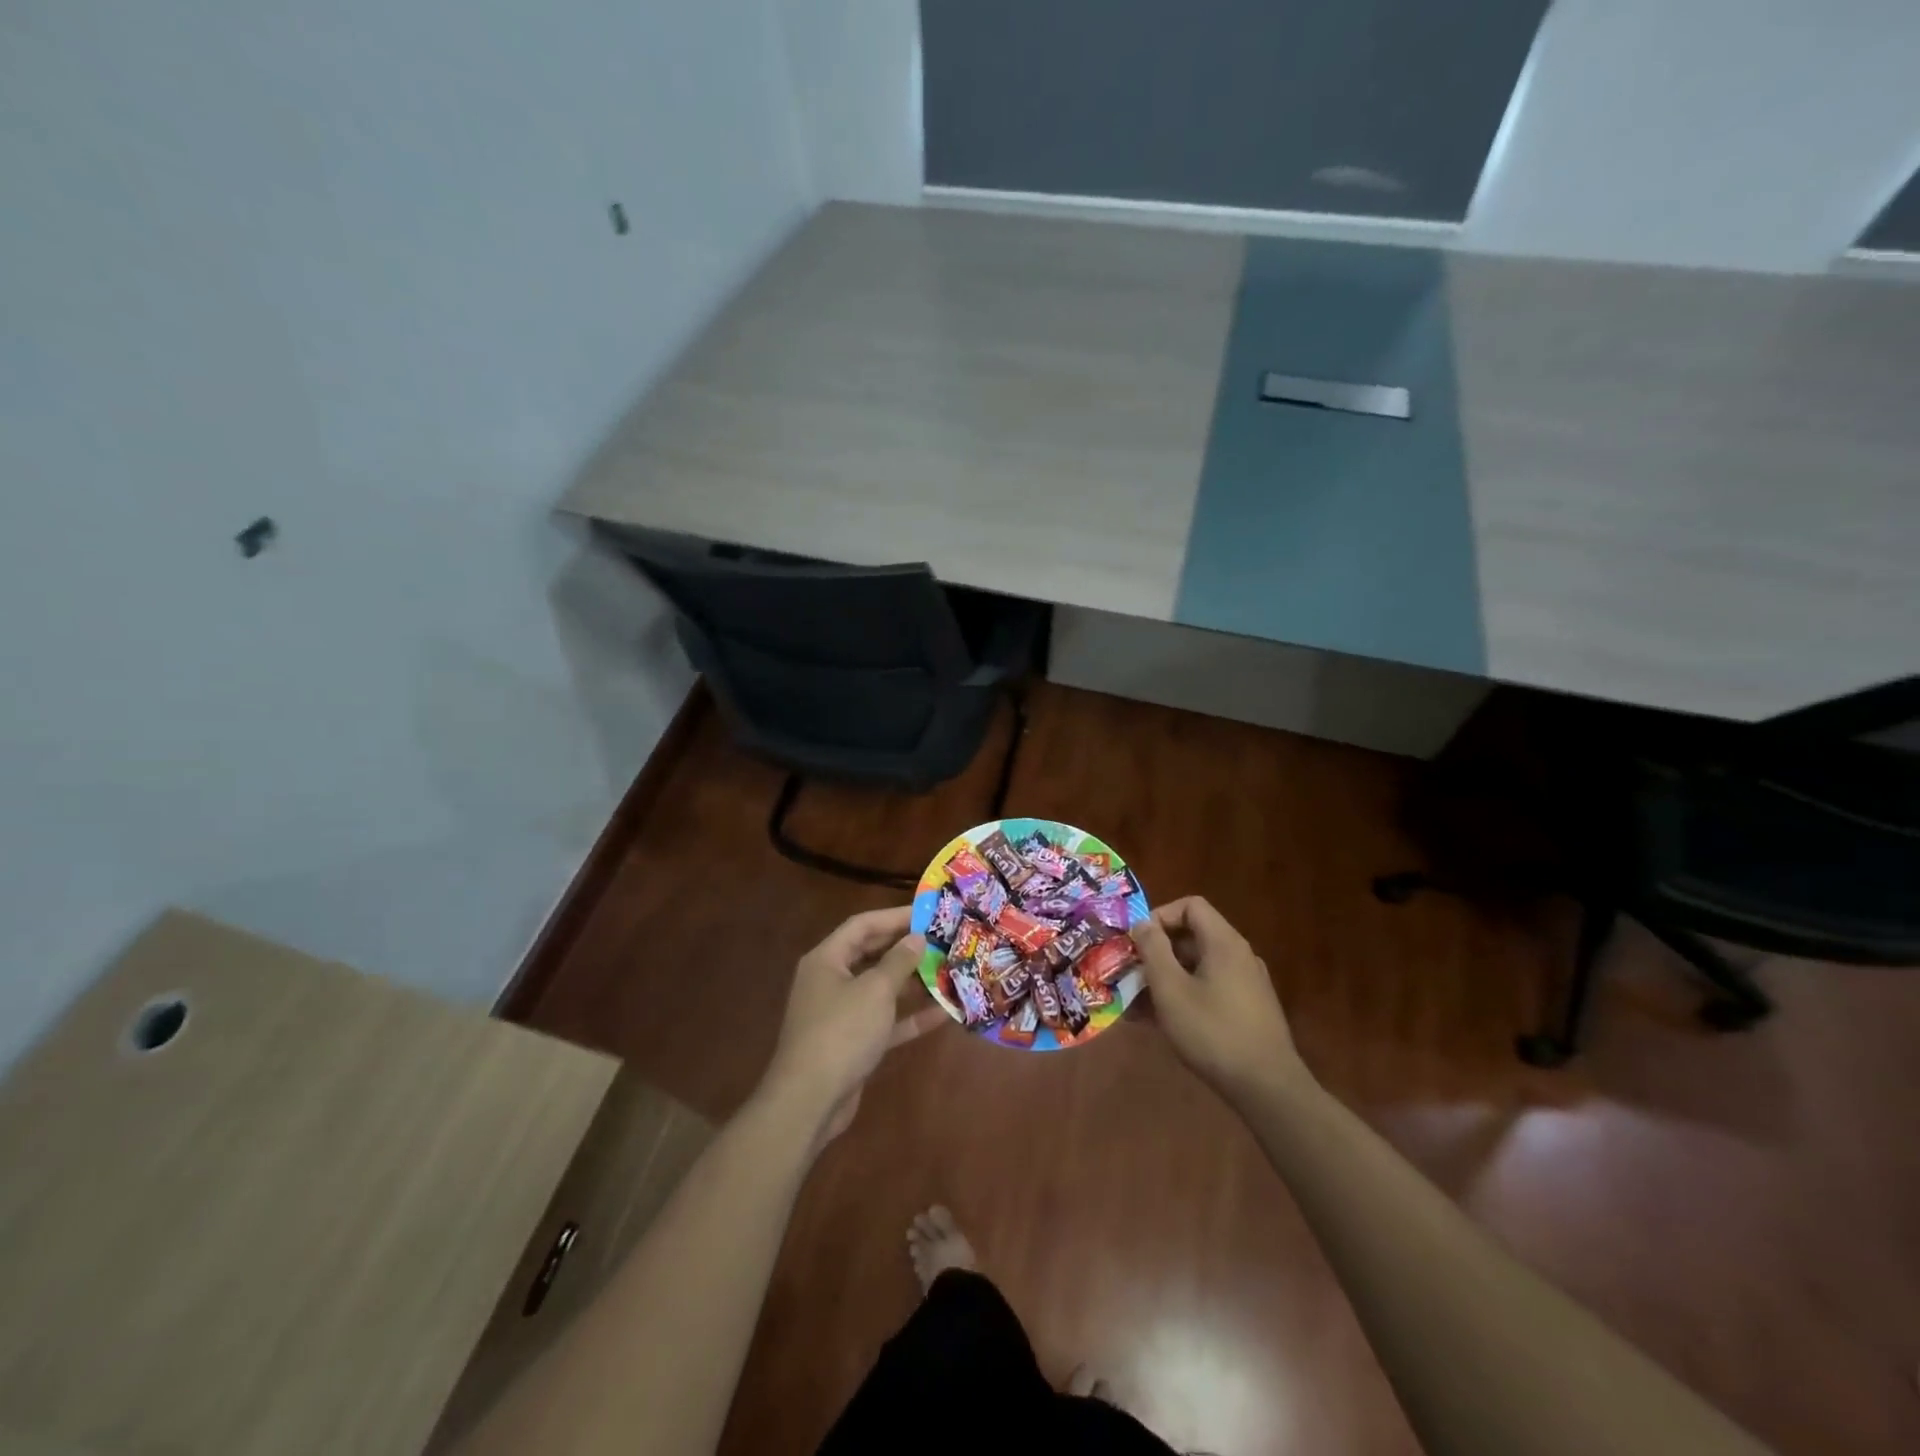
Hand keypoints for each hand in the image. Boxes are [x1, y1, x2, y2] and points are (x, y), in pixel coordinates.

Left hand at [759, 907, 948, 1147]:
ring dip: (913, 983)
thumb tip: (916, 938)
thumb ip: (899, 961)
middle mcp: (831, 981)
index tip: (928, 912)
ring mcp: (841, 1013)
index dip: (895, 916)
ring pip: (881, 989)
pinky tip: (944, 1013)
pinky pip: (885, 1021)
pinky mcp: (853, 1042)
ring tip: (950, 971)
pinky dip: (910, 1017)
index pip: (863, 925)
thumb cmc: (842, 1032)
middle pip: (872, 954)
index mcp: (827, 959)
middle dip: (907, 949)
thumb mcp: (875, 990)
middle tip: (943, 940)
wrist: (810, 1101)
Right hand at [1131, 897, 1308, 1105]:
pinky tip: (1159, 1023)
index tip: (1138, 942)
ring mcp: (1246, 984)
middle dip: (1156, 953)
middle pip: (1191, 937)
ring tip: (1135, 1005)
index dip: (1160, 916)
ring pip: (1196, 968)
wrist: (1267, 1088)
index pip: (1190, 906)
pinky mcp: (1247, 1010)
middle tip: (1129, 975)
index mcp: (1224, 943)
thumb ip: (1153, 950)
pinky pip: (1208, 989)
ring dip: (1164, 979)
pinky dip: (1183, 996)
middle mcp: (1239, 956)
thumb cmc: (1213, 1031)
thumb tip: (1142, 923)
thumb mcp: (1171, 989)